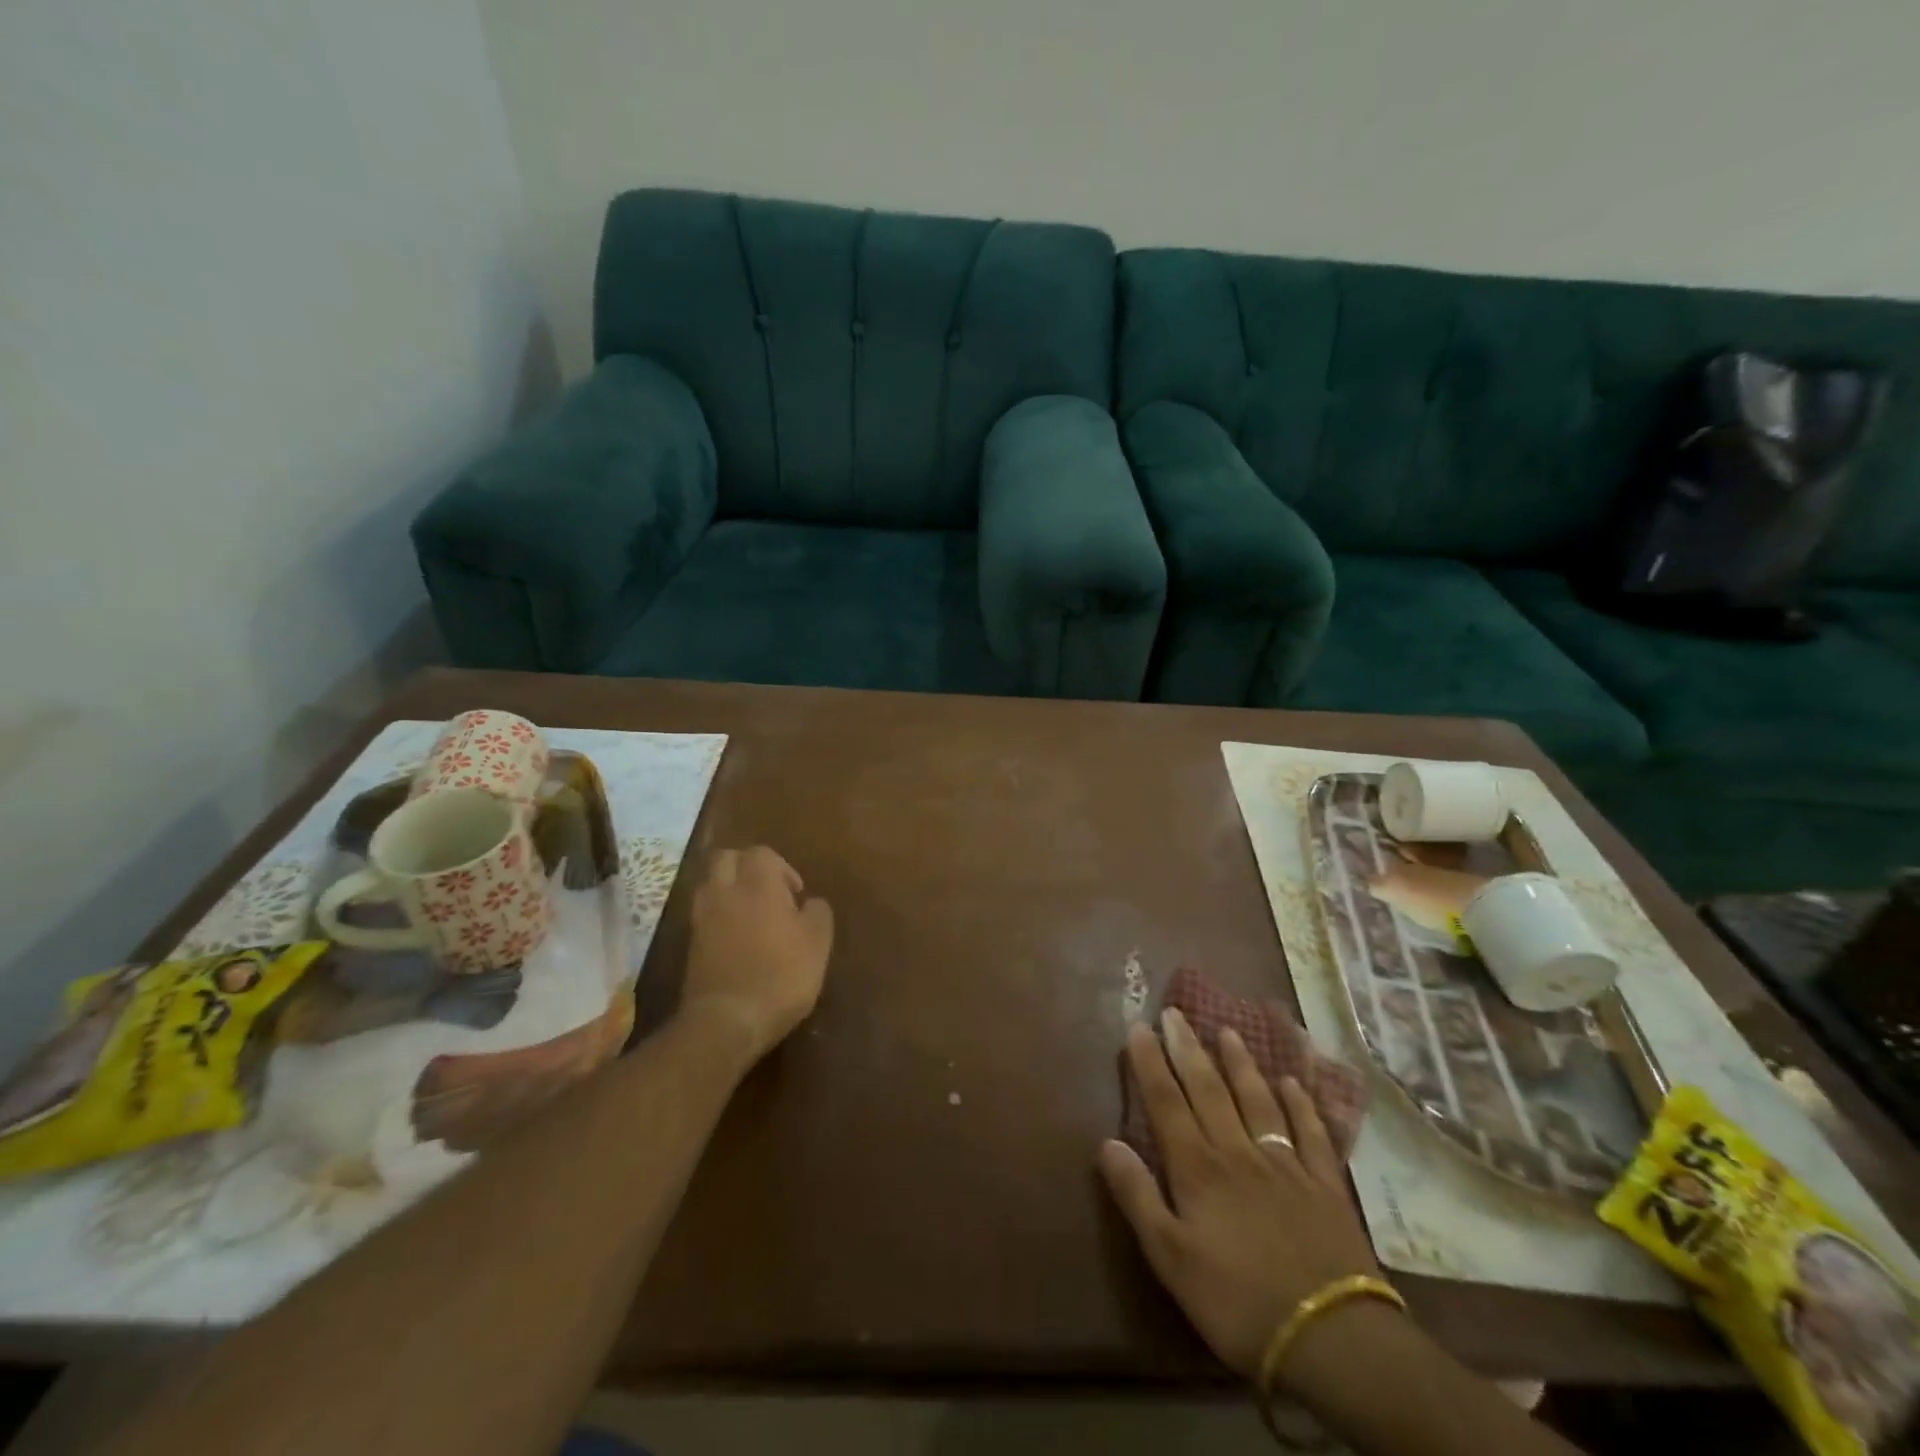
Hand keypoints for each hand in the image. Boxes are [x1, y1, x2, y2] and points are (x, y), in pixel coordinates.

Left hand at [681, 847, 833, 1061]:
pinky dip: (719, 914)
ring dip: (729, 888)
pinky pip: (704, 912)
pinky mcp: (691, 943)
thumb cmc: (781, 974)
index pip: (762, 853)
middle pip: (726, 858)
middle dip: (747, 867)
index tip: (796, 894)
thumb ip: (818, 913)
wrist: (727, 1020)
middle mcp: (725, 891)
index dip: (782, 867)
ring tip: (751, 913)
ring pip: (710, 883)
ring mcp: (702, 917)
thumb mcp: (818, 943)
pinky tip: (737, 936)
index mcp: (758, 884)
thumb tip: (810, 902)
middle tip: (769, 892)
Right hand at [1100, 1009, 1385, 1385]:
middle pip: (1208, 1091)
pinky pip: (1310, 1133)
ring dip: (1240, 1064)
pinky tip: (1293, 1084)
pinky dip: (1300, 1105)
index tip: (1139, 1027)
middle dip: (1188, 1049)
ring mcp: (1286, 1166)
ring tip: (1227, 1032)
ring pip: (1257, 1101)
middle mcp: (1238, 1153)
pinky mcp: (1324, 1185)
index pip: (1167, 1103)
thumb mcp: (1171, 1259)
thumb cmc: (1238, 1302)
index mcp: (1198, 1170)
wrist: (1333, 1338)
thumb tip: (1107, 1142)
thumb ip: (1138, 1197)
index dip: (1150, 1063)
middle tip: (1175, 1013)